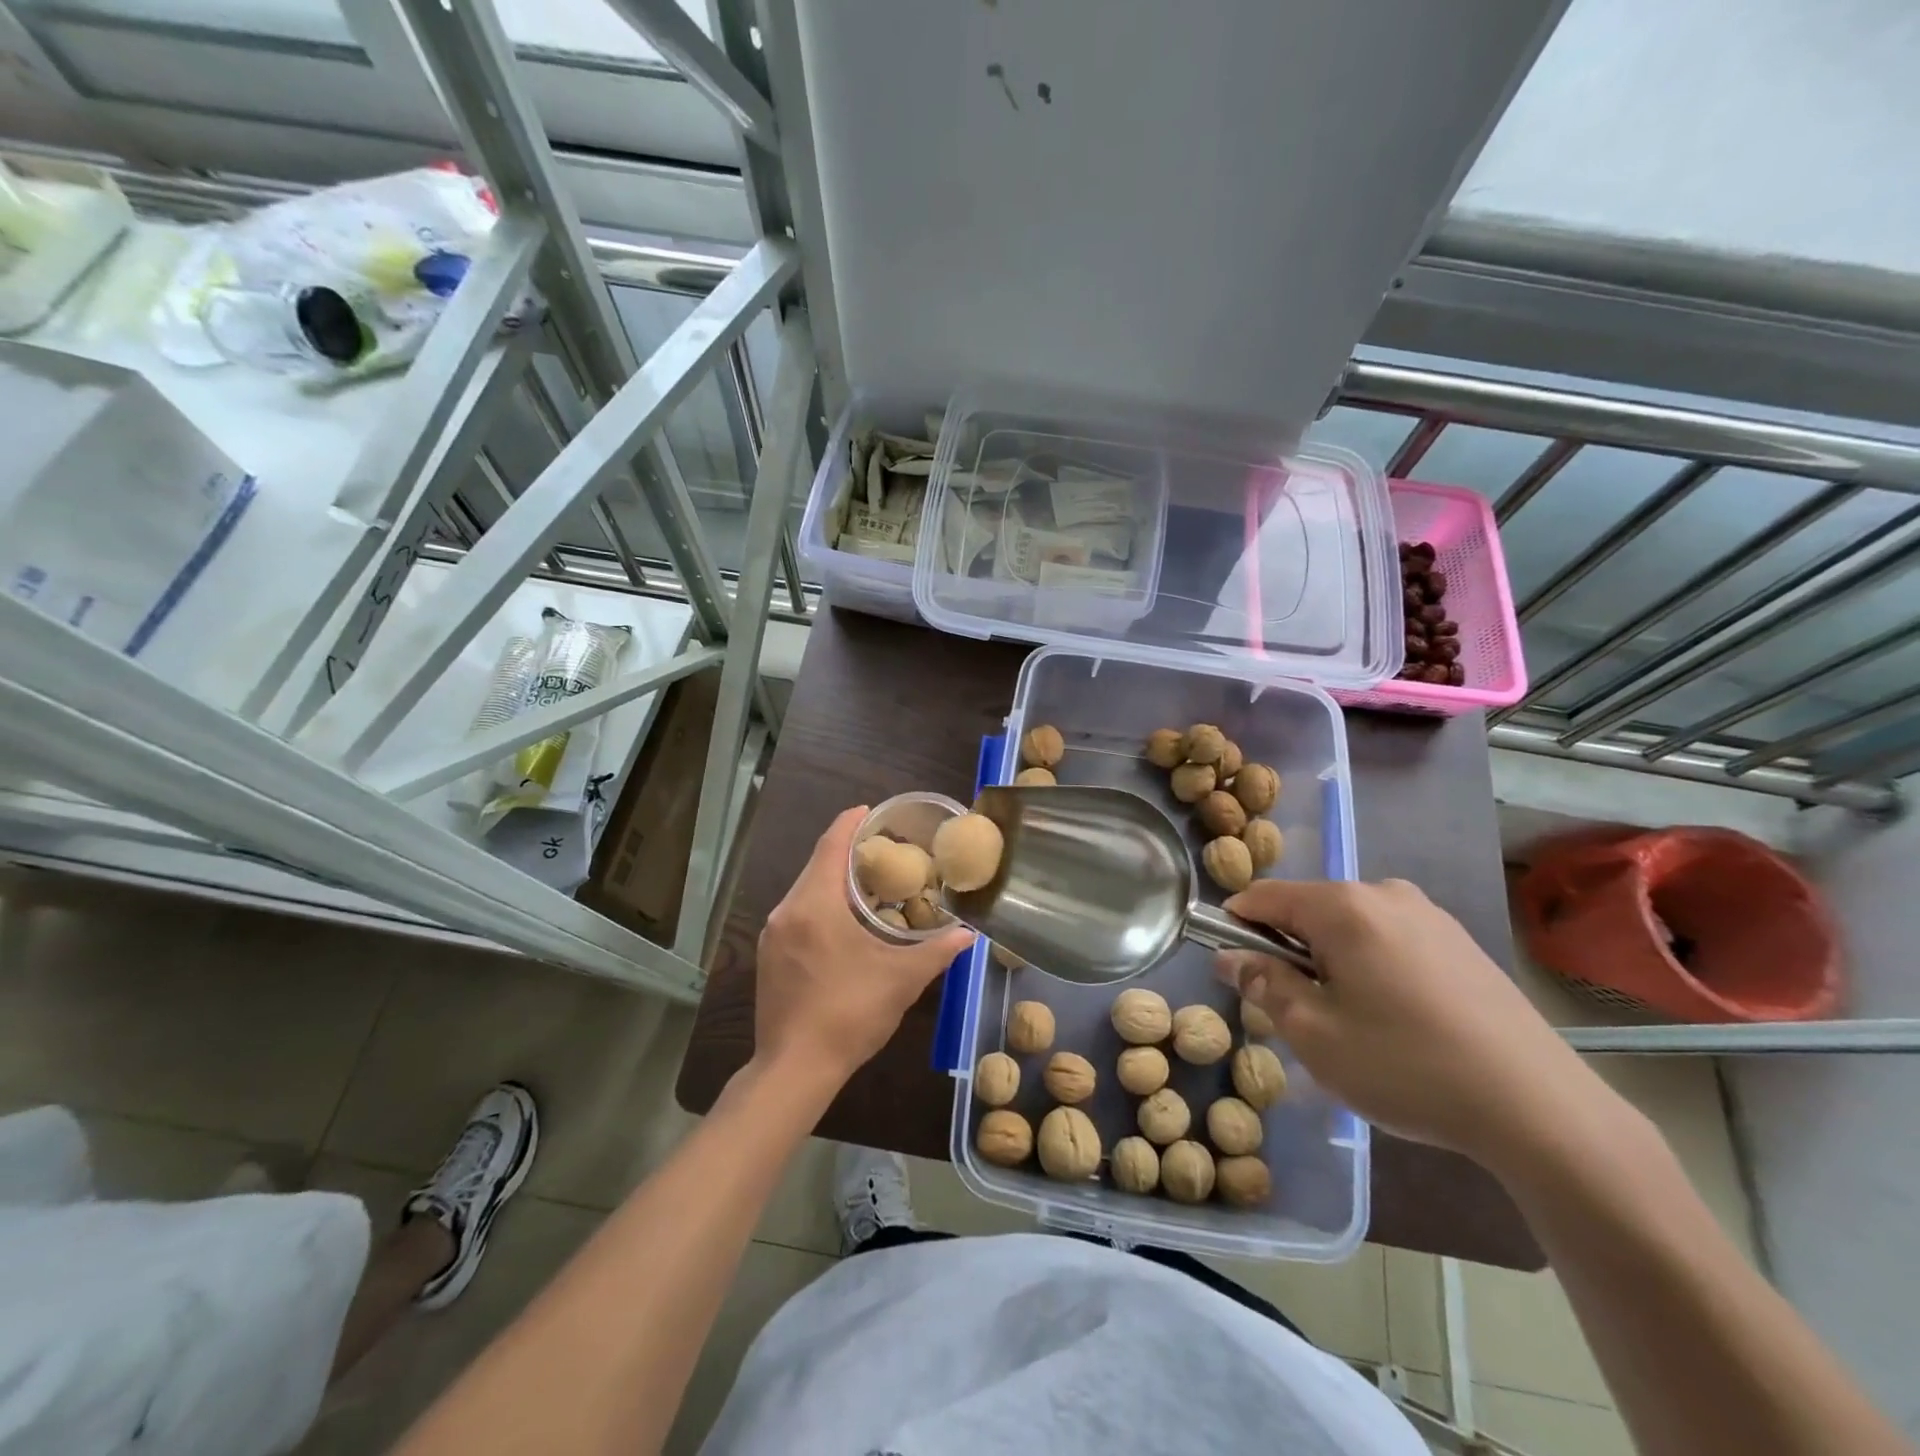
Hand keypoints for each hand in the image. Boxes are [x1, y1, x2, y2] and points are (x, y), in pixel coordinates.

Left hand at [754, 806, 974, 1091]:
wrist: (794, 1069)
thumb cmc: (850, 1014)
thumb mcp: (901, 980)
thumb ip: (937, 951)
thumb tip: (968, 934)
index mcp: (815, 904)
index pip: (831, 845)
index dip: (850, 823)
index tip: (871, 811)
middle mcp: (787, 911)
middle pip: (817, 865)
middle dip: (846, 851)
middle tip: (881, 847)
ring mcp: (773, 935)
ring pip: (805, 890)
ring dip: (833, 879)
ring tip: (868, 880)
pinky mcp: (769, 957)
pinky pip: (797, 913)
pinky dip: (820, 903)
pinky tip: (843, 920)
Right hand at [1215, 878, 1614, 1170]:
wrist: (1540, 1109)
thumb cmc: (1407, 1067)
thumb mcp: (1314, 1034)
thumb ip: (1264, 985)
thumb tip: (1230, 957)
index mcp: (1343, 906)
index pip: (1263, 896)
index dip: (1235, 927)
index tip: (1236, 972)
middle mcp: (1384, 893)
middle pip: (1307, 909)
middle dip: (1289, 951)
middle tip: (1299, 1013)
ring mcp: (1429, 915)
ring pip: (1349, 926)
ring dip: (1331, 961)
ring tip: (1352, 1024)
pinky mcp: (1460, 941)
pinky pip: (1390, 939)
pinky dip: (1371, 966)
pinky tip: (1397, 1021)